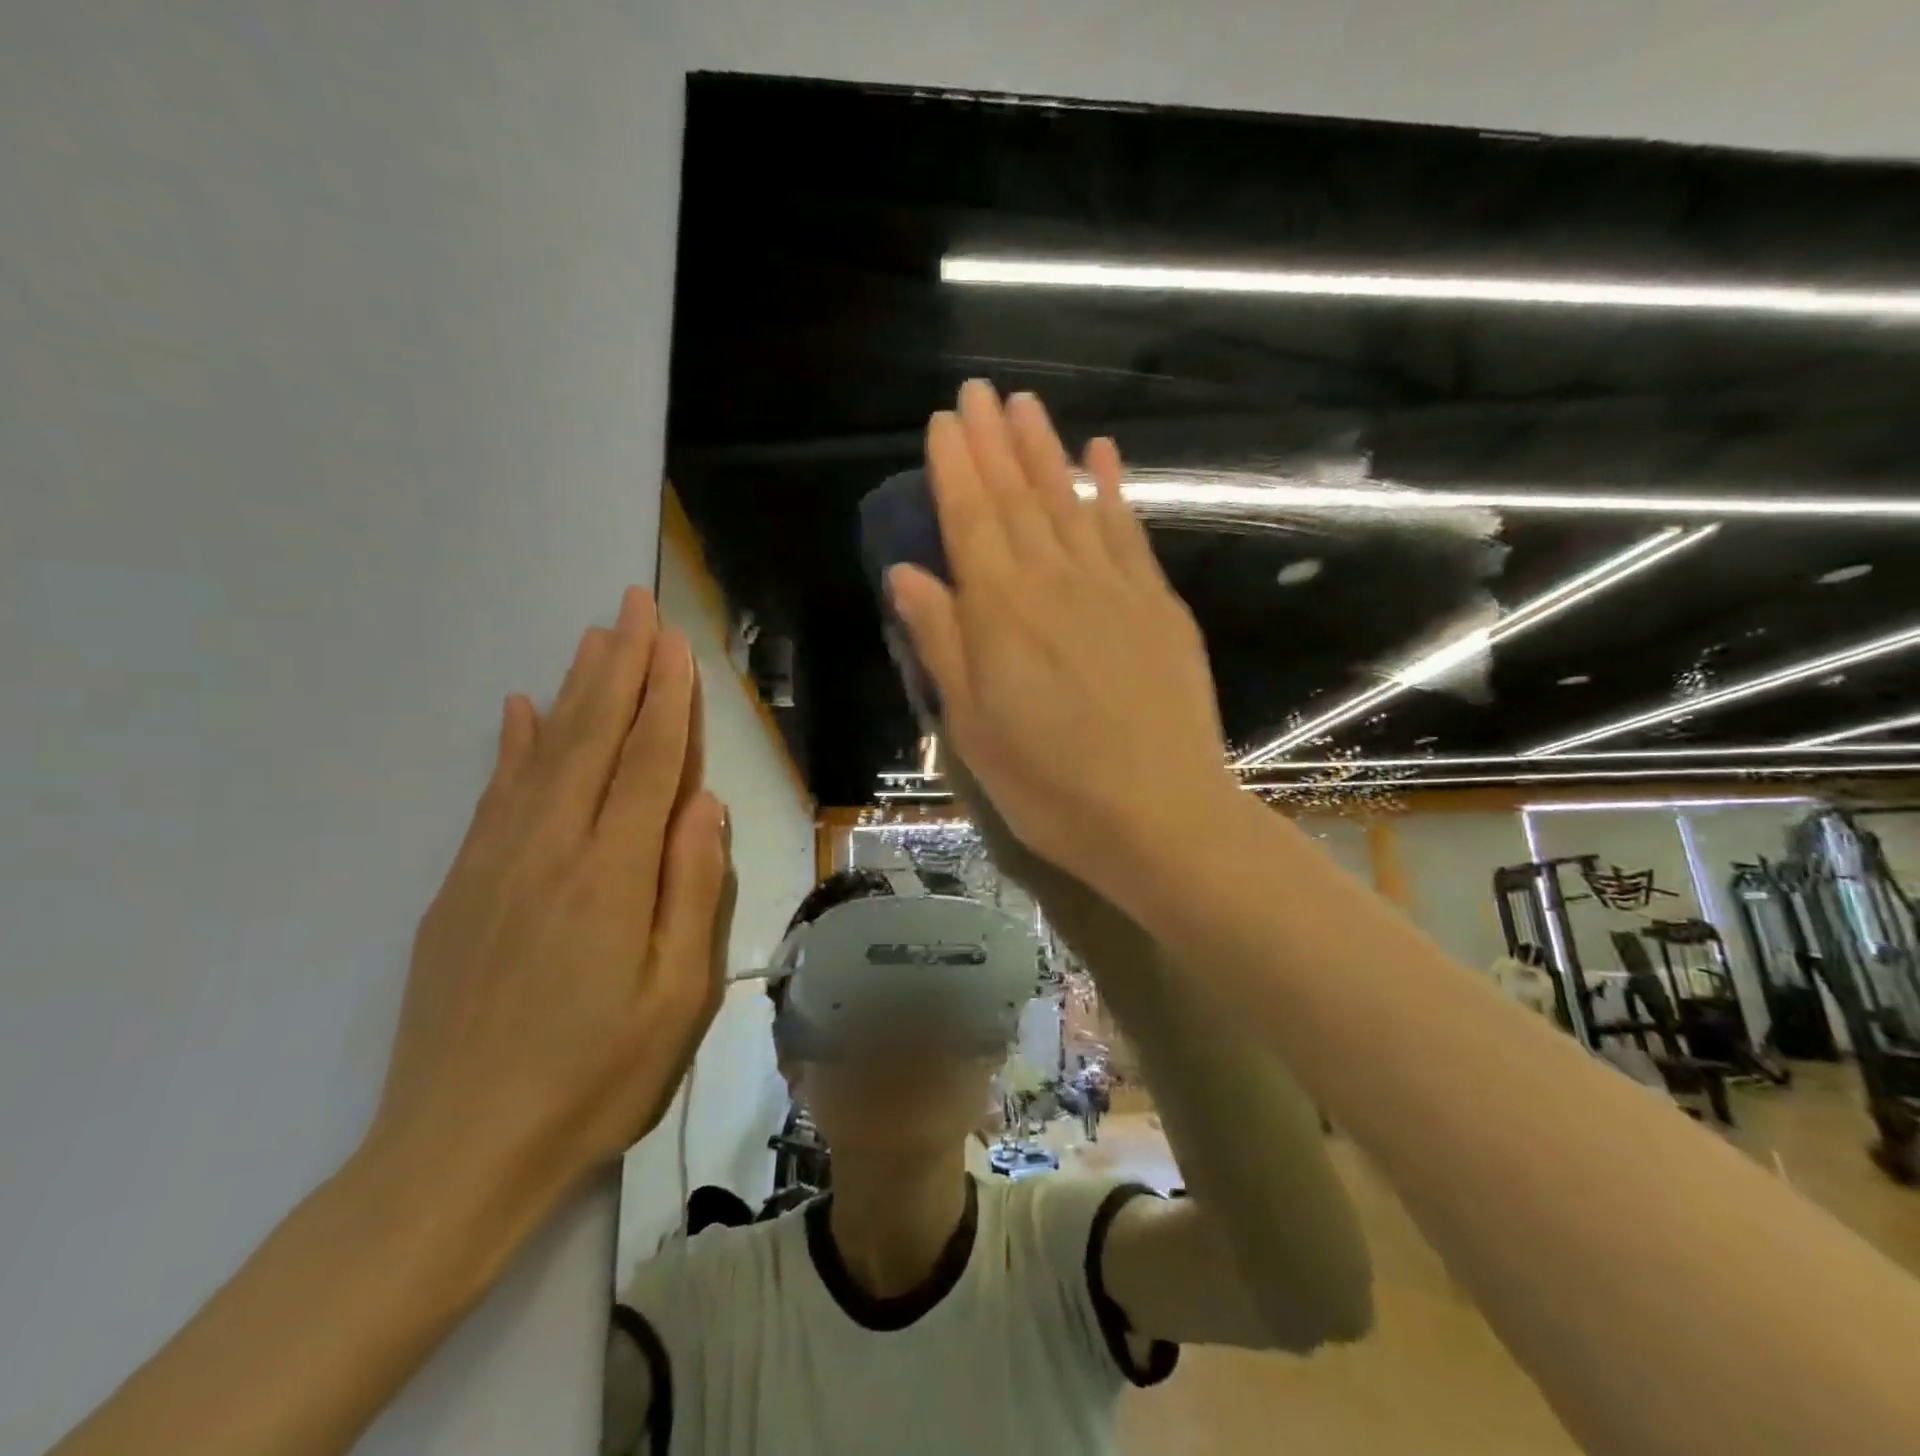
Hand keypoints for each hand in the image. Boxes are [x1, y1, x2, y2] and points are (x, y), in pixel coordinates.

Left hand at [367, 587, 732, 1232]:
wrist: (459, 1151)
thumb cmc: (595, 1078)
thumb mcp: (676, 997)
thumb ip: (691, 890)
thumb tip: (703, 805)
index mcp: (611, 875)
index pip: (648, 763)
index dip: (665, 699)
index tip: (674, 643)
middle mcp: (551, 850)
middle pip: (592, 739)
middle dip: (619, 668)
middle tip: (634, 607)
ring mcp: (497, 864)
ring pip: (542, 754)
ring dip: (573, 691)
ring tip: (593, 639)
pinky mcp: (462, 888)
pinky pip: (493, 795)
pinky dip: (510, 745)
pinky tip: (518, 711)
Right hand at [888, 381, 1234, 905]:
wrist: (1161, 817)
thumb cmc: (1051, 787)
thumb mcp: (974, 729)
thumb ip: (943, 644)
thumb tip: (907, 575)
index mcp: (1001, 614)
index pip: (970, 521)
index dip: (955, 469)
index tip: (944, 423)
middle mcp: (1055, 583)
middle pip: (1018, 499)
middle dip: (994, 442)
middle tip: (979, 392)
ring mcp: (1113, 588)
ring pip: (1071, 502)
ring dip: (1046, 451)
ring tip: (1027, 406)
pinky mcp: (1158, 605)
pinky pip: (1128, 532)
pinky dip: (1113, 489)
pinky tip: (1103, 454)